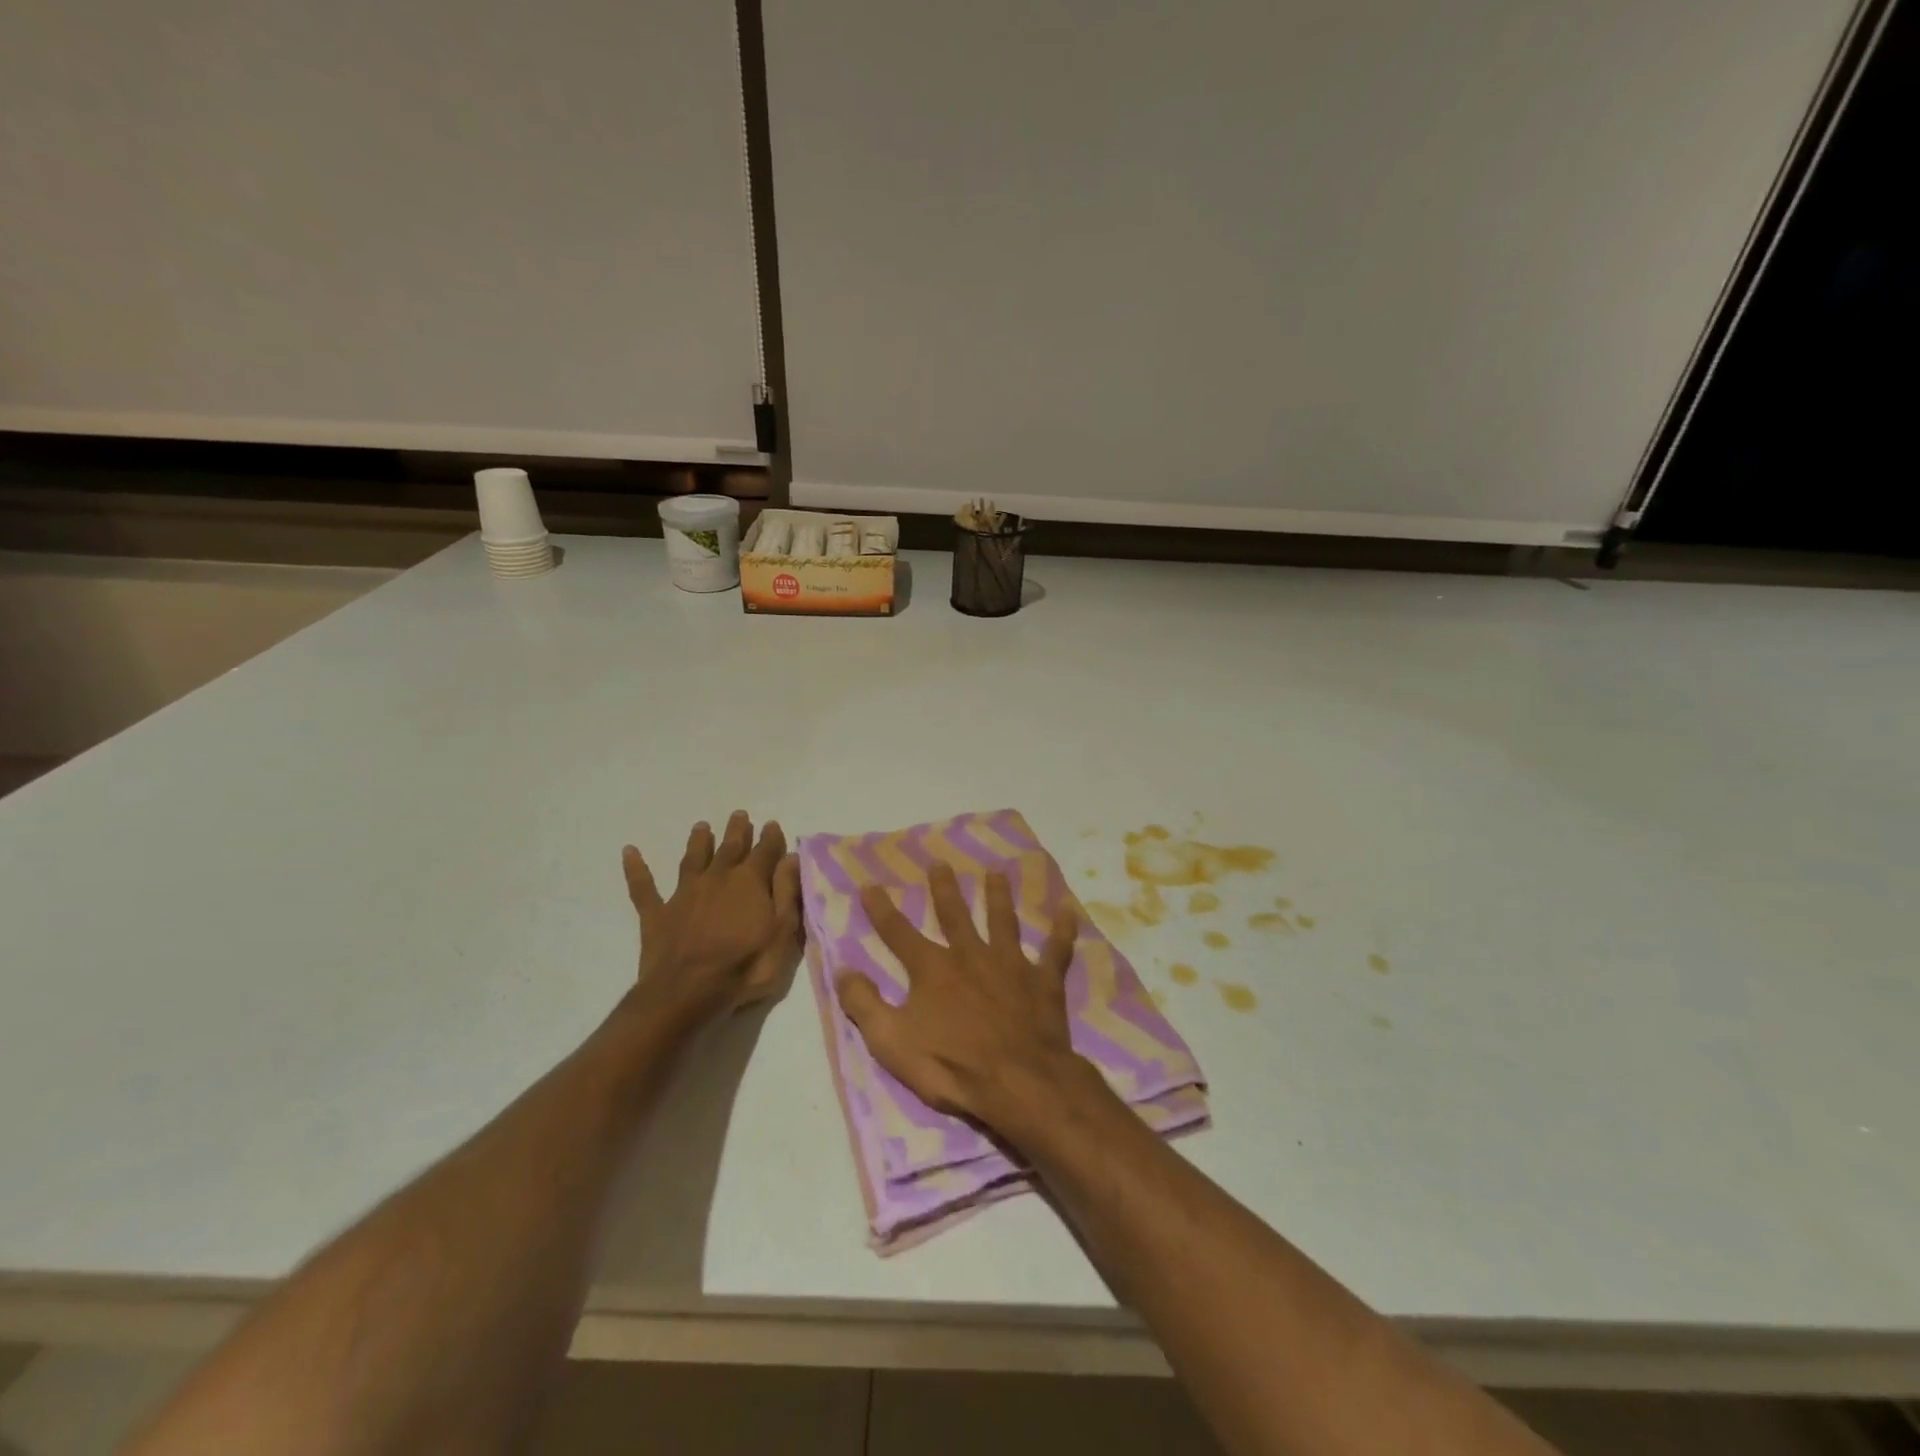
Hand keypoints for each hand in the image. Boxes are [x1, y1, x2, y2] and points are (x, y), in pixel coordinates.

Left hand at [622, 811, 802, 1023]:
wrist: (688, 992)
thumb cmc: (746, 965)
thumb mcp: (782, 931)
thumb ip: (787, 892)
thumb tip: (790, 857)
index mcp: (750, 882)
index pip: (765, 851)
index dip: (770, 838)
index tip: (771, 824)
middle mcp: (717, 878)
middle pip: (729, 848)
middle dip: (737, 831)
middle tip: (739, 815)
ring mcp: (684, 894)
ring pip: (693, 860)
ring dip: (698, 842)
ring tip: (702, 826)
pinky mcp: (657, 914)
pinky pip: (644, 887)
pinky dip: (637, 869)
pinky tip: (629, 852)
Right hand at [835, 862, 1094, 1129]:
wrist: (1017, 1081)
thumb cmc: (950, 1064)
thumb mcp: (891, 1041)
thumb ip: (865, 1004)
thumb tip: (842, 969)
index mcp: (933, 969)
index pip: (899, 933)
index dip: (882, 910)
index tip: (870, 885)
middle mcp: (970, 955)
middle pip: (955, 915)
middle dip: (944, 889)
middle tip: (940, 864)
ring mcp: (1010, 964)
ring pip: (1003, 921)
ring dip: (999, 896)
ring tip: (996, 873)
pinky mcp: (1043, 980)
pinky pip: (1056, 950)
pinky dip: (1062, 930)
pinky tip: (1068, 910)